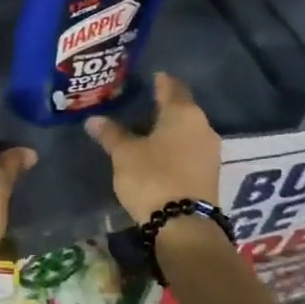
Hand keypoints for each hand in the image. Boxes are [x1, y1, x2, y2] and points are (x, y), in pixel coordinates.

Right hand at [85, 72, 219, 220]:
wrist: (185, 226)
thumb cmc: (153, 178)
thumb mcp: (125, 154)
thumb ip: (111, 134)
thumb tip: (93, 119)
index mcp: (183, 113)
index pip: (172, 87)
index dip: (160, 81)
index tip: (151, 77)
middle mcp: (202, 127)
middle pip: (183, 108)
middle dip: (164, 106)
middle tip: (143, 103)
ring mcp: (210, 152)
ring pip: (188, 131)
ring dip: (171, 129)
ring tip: (148, 130)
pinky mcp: (210, 174)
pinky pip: (191, 150)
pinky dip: (176, 147)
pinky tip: (161, 153)